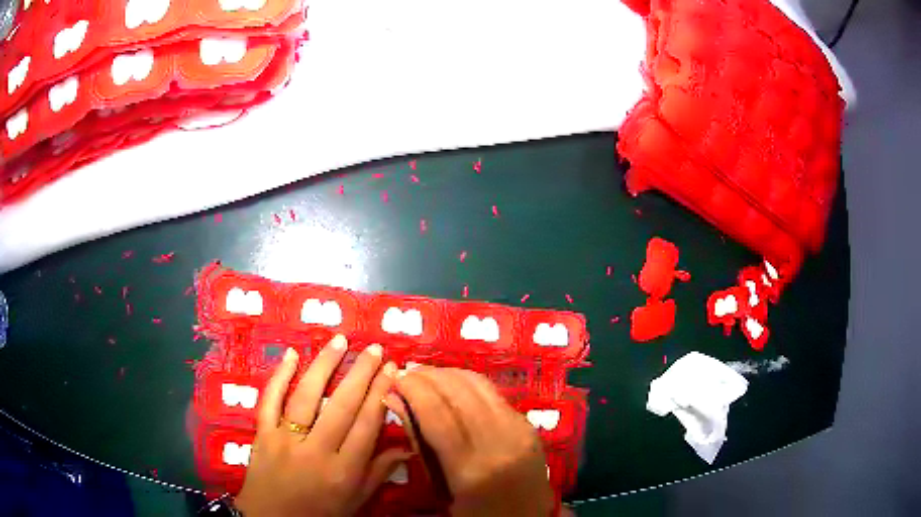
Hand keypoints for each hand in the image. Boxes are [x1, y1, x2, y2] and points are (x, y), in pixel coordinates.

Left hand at [236, 335, 409, 516]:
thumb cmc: (319, 513)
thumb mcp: (355, 502)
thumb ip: (378, 473)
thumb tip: (407, 447)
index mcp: (343, 470)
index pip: (367, 425)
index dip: (381, 395)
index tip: (393, 370)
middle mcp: (315, 451)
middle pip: (341, 406)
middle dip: (360, 373)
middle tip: (374, 348)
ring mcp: (284, 439)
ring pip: (306, 396)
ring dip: (324, 365)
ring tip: (340, 340)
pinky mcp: (262, 433)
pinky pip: (269, 401)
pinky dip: (278, 376)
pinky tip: (291, 354)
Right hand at [389, 367, 555, 516]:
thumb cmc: (476, 513)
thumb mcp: (440, 488)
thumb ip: (419, 442)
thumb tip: (394, 400)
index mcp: (470, 469)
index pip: (436, 413)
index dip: (412, 388)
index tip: (395, 377)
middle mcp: (498, 442)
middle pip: (458, 391)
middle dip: (428, 375)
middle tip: (407, 373)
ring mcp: (519, 430)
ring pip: (479, 385)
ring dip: (448, 374)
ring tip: (426, 376)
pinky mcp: (529, 425)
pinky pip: (494, 395)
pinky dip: (468, 385)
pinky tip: (453, 388)